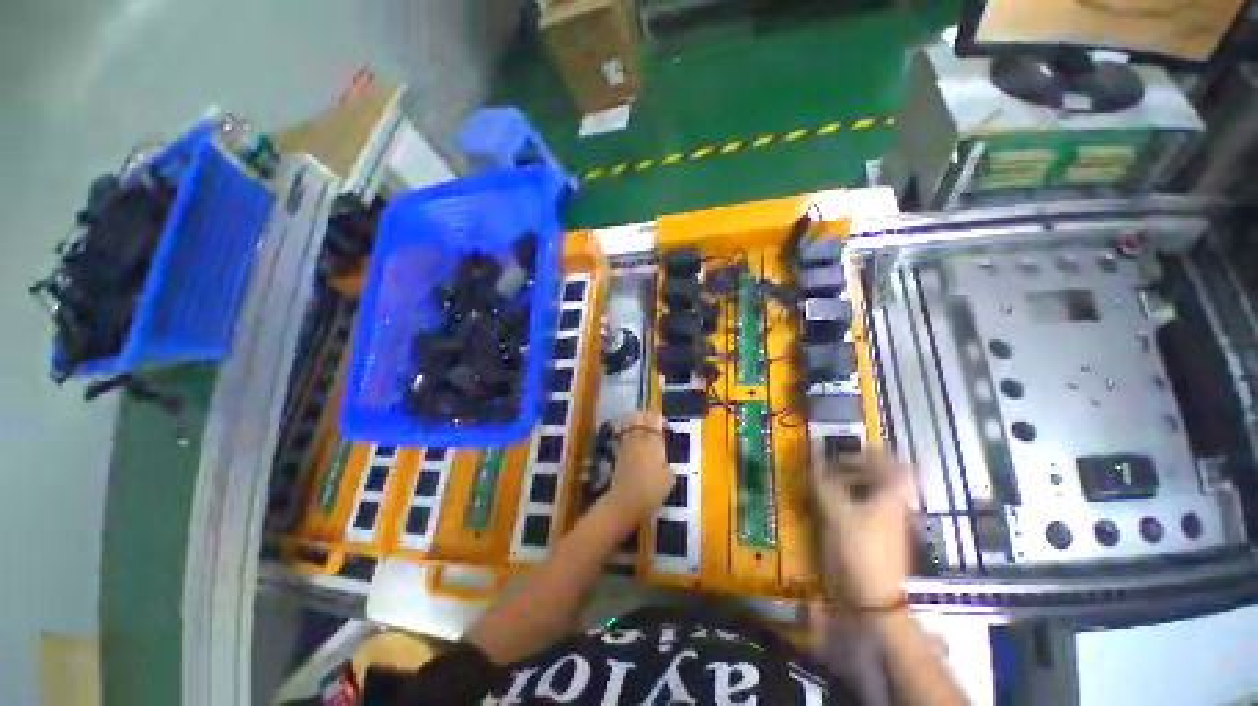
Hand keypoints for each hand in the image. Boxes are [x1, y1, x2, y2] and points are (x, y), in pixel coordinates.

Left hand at [604, 411, 673, 521]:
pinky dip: (626, 437)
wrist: (626, 500)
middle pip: (638, 417)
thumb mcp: (669, 479)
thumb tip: (665, 465)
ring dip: (633, 425)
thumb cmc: (652, 489)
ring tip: (640, 433)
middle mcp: (638, 438)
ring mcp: (626, 444)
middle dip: (645, 417)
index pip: (655, 419)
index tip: (665, 427)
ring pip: (628, 424)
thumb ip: (668, 466)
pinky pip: (622, 437)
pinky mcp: (617, 453)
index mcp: (653, 441)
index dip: (659, 420)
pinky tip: (632, 445)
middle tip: (651, 425)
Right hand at [812, 454, 912, 610]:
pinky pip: (873, 508)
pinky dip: (856, 500)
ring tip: (832, 482)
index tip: (852, 449)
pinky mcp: (884, 537)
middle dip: (862, 466)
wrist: (875, 597)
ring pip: (879, 493)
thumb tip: (814, 458)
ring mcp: (893, 523)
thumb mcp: (836, 513)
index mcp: (892, 497)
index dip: (877, 453)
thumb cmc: (859, 549)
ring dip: (857, 482)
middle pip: (887, 478)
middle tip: (837, 464)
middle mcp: (897, 507)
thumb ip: (824, 483)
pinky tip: (836, 505)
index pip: (898, 465)